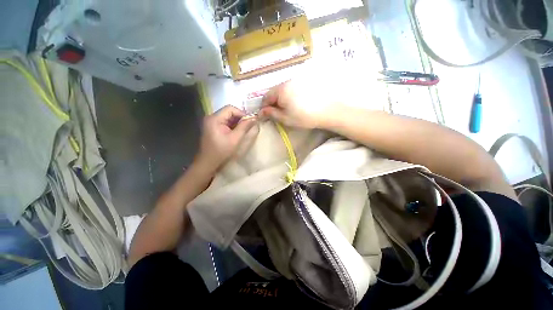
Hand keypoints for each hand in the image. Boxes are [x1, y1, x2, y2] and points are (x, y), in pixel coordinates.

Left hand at [195, 105, 256, 170]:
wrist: (208, 162)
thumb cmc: (221, 151)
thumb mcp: (235, 139)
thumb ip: (244, 127)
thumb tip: (254, 118)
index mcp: (215, 118)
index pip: (230, 108)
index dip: (241, 113)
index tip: (249, 121)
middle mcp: (211, 117)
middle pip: (229, 112)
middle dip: (239, 118)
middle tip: (248, 126)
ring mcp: (211, 122)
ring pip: (227, 117)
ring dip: (236, 122)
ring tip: (243, 130)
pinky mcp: (212, 127)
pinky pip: (224, 122)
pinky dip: (232, 125)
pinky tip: (236, 132)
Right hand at [259, 79, 344, 128]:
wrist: (327, 111)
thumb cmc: (304, 117)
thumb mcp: (285, 118)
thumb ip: (271, 114)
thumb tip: (261, 112)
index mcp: (281, 90)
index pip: (266, 97)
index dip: (264, 107)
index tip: (265, 115)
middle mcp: (287, 82)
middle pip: (274, 92)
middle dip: (272, 103)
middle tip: (275, 113)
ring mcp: (296, 81)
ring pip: (282, 90)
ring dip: (280, 99)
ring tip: (285, 109)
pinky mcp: (304, 82)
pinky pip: (290, 88)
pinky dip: (288, 96)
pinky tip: (294, 103)